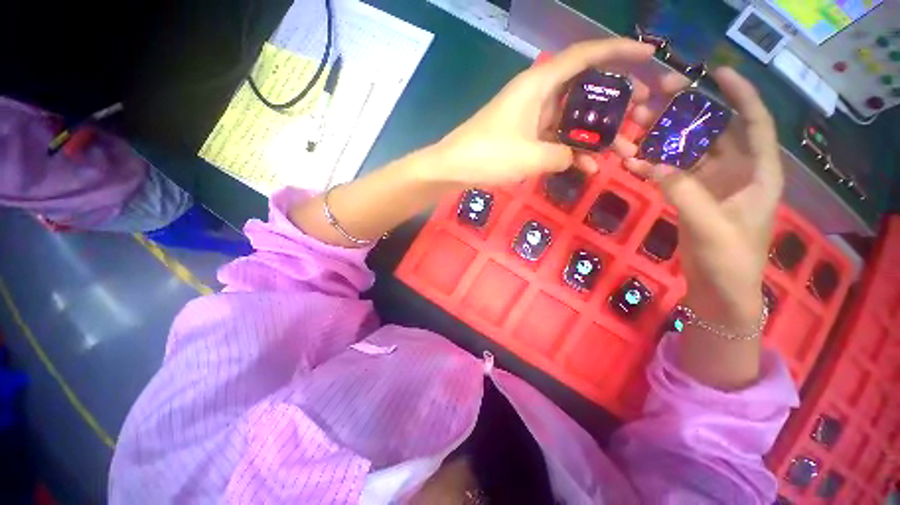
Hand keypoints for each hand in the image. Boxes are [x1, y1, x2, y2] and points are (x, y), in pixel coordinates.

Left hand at [423, 39, 655, 186]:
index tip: (649, 55)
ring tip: (623, 150)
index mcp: (539, 84)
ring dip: (595, 135)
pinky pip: (553, 137)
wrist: (453, 168)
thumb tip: (575, 159)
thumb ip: (561, 156)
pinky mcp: (523, 135)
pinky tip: (586, 167)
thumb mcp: (531, 157)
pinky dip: (569, 150)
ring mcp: (529, 116)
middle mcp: (537, 94)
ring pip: (570, 119)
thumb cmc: (488, 156)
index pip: (586, 55)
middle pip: (584, 90)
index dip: (619, 52)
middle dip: (615, 103)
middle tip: (643, 115)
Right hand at [625, 68, 782, 325]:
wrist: (717, 288)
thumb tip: (652, 163)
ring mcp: (709, 183)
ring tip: (635, 124)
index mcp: (758, 172)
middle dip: (686, 112)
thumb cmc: (730, 259)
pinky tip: (631, 160)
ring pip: (685, 150)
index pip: (754, 123)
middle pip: (712, 131)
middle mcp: (736, 170)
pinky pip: (668, 172)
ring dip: (661, 138)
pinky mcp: (688, 195)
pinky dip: (650, 165)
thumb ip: (684, 191)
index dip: (740, 94)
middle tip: (656, 96)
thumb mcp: (711, 225)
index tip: (716, 73)